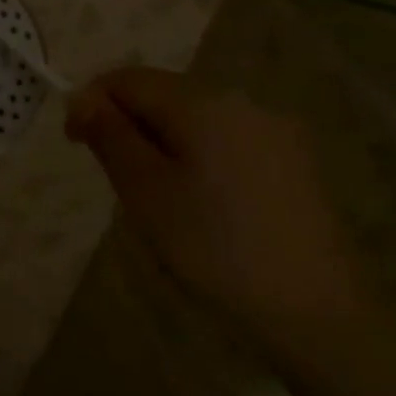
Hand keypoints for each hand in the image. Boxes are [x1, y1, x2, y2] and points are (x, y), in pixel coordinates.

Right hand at [65, 67, 377, 356]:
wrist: (320, 316)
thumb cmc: (216, 249)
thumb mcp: (146, 192)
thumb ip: (110, 136)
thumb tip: (83, 98)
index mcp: (202, 102)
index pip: (128, 79)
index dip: (91, 102)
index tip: (75, 143)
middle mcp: (241, 102)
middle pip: (164, 94)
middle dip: (129, 125)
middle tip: (116, 179)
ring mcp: (274, 131)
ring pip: (195, 119)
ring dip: (163, 142)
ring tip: (158, 198)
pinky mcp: (295, 163)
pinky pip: (227, 141)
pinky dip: (199, 158)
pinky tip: (204, 207)